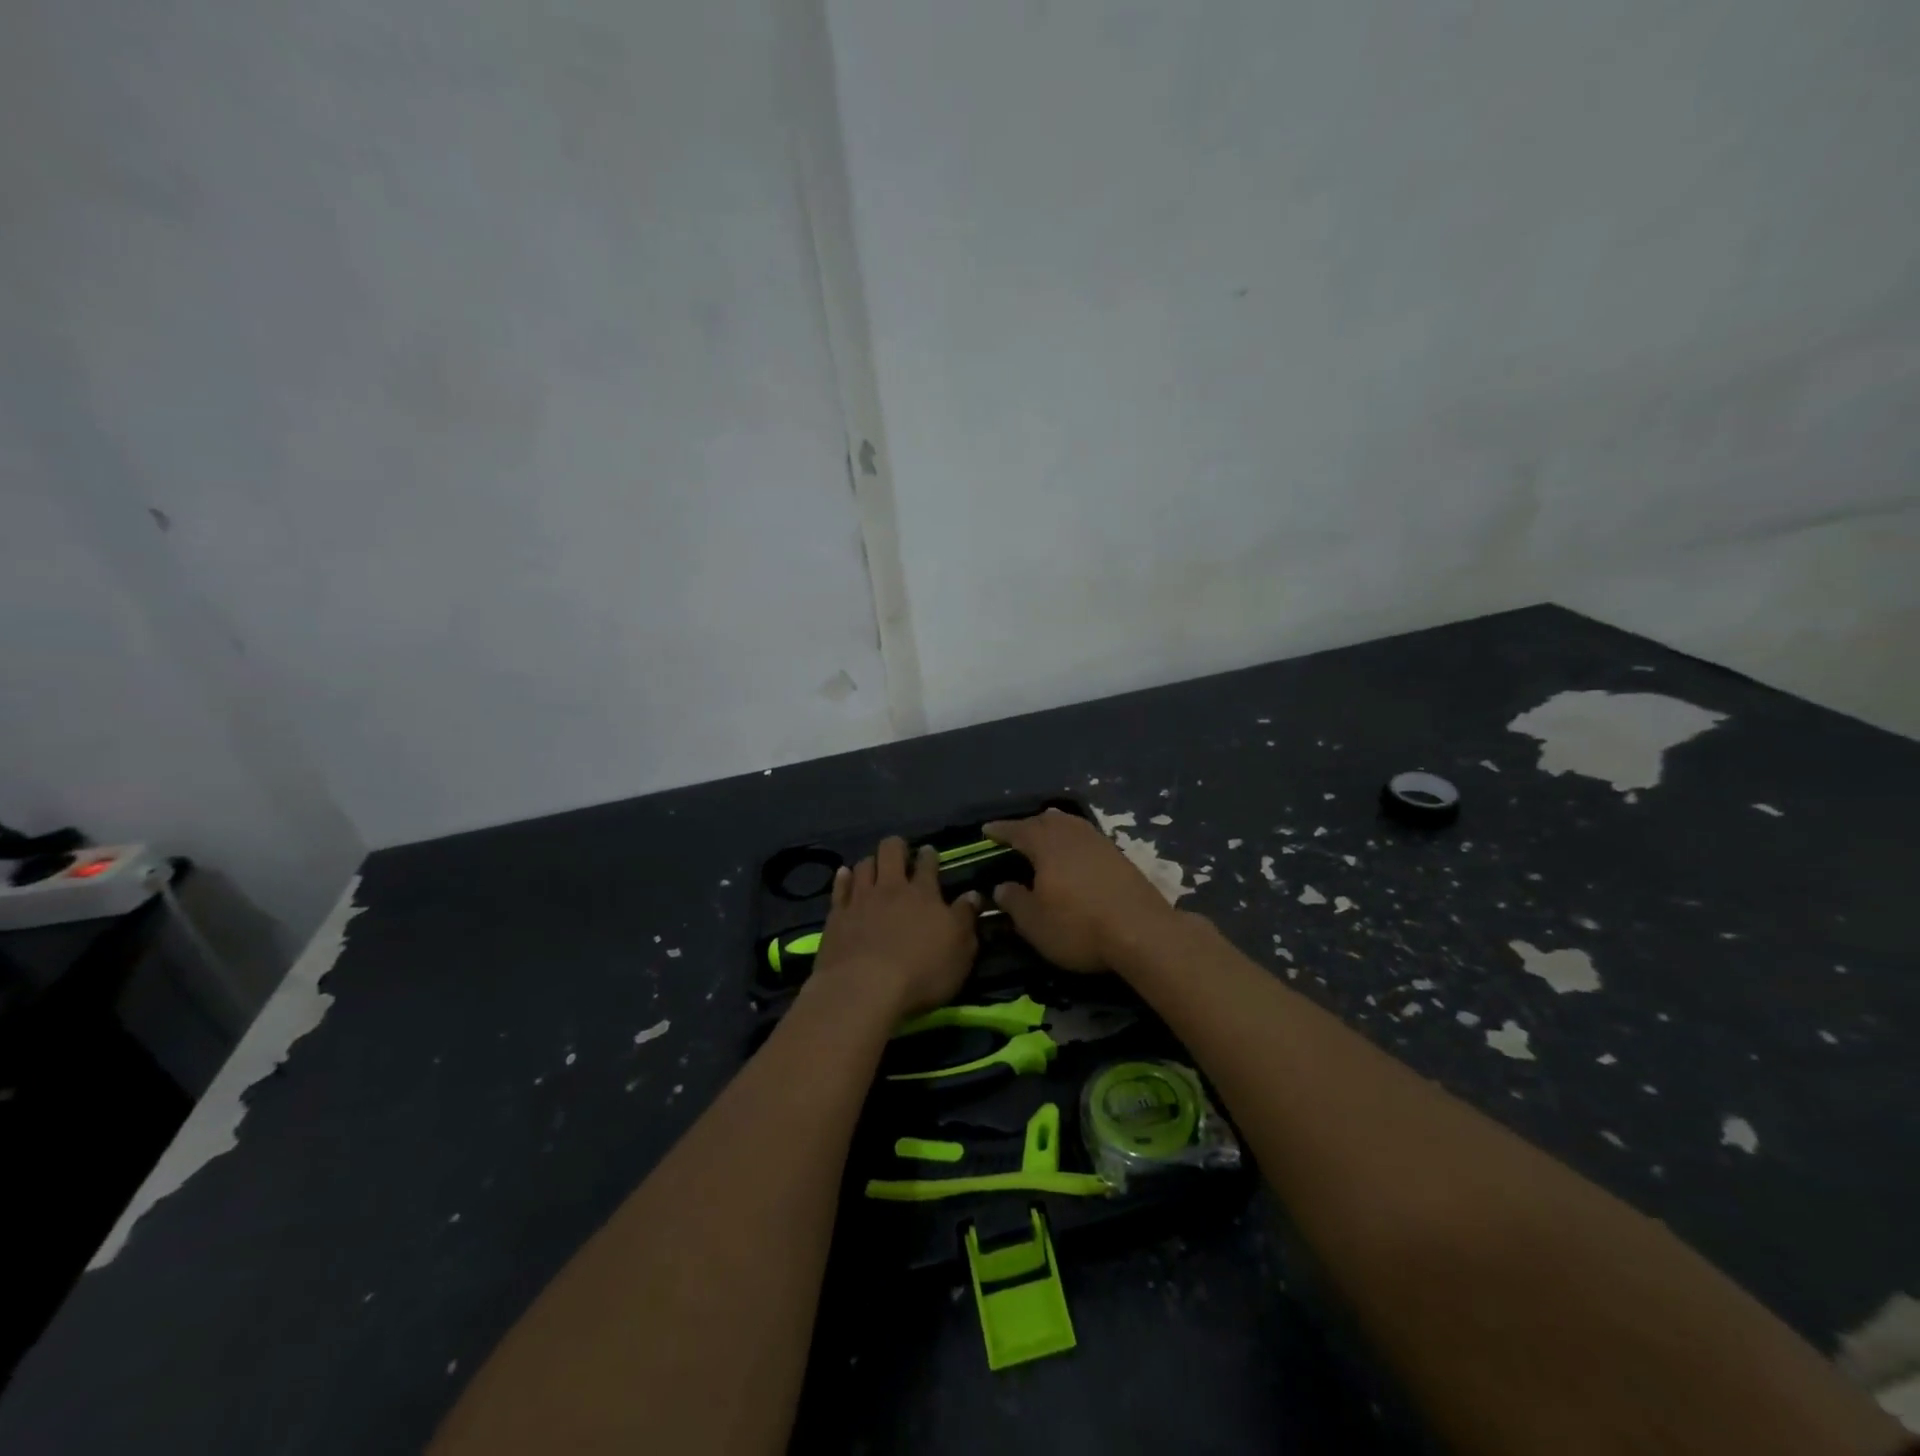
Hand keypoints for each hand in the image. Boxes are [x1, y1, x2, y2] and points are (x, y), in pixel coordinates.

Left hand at [808, 837, 980, 1020]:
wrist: (865, 989)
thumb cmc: (921, 971)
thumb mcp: (960, 950)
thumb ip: (966, 919)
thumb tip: (973, 895)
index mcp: (923, 894)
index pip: (927, 864)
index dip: (929, 856)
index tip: (929, 852)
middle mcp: (891, 889)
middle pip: (891, 852)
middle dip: (896, 847)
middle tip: (900, 853)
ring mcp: (860, 900)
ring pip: (864, 865)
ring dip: (871, 862)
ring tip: (874, 866)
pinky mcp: (837, 916)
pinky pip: (839, 888)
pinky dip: (843, 878)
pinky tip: (845, 874)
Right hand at [982, 809, 1182, 971]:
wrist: (1142, 932)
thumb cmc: (1078, 926)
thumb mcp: (1034, 923)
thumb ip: (1014, 901)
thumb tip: (1002, 886)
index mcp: (1046, 844)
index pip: (1017, 830)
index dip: (1000, 830)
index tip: (986, 829)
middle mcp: (1072, 835)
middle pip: (1047, 820)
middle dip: (1028, 825)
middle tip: (1016, 834)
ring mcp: (1099, 842)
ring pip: (1070, 825)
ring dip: (1054, 828)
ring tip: (1044, 837)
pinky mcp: (1119, 856)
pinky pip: (1087, 837)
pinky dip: (1073, 840)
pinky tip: (1074, 855)